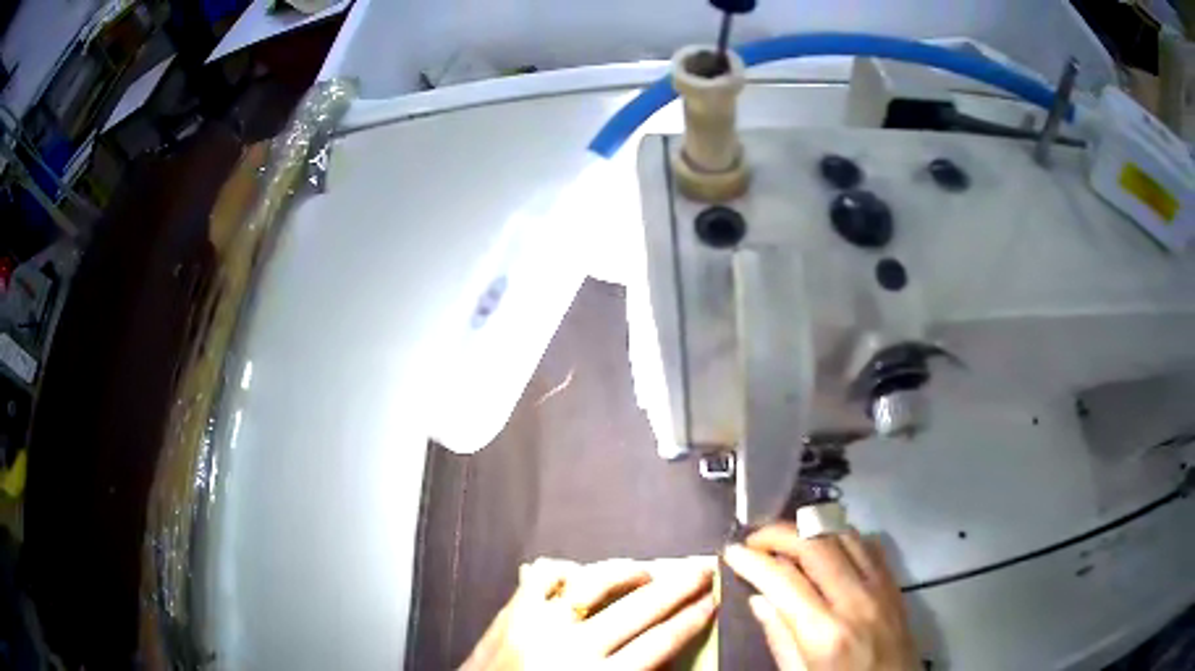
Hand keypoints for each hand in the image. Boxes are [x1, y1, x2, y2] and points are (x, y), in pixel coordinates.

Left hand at [461, 556, 716, 670]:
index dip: (692, 619)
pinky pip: (543, 577)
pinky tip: (581, 572)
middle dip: (679, 587)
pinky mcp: (511, 612)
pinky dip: (565, 570)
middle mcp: (574, 648)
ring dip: (628, 572)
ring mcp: (539, 624)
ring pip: (595, 583)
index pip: (661, 642)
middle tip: (702, 569)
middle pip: (640, 608)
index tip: (713, 602)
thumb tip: (665, 649)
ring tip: (648, 570)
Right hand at [723, 525, 917, 670]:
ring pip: (843, 535)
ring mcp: (880, 587)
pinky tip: (826, 547)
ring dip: (810, 529)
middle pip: (815, 544)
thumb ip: (780, 637)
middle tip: (754, 539)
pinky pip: (868, 545)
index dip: (752, 561)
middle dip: (778, 533)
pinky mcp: (894, 584)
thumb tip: (759, 599)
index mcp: (825, 632)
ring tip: (785, 540)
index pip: (783, 580)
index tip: (731, 553)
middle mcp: (855, 600)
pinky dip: (841, 537)